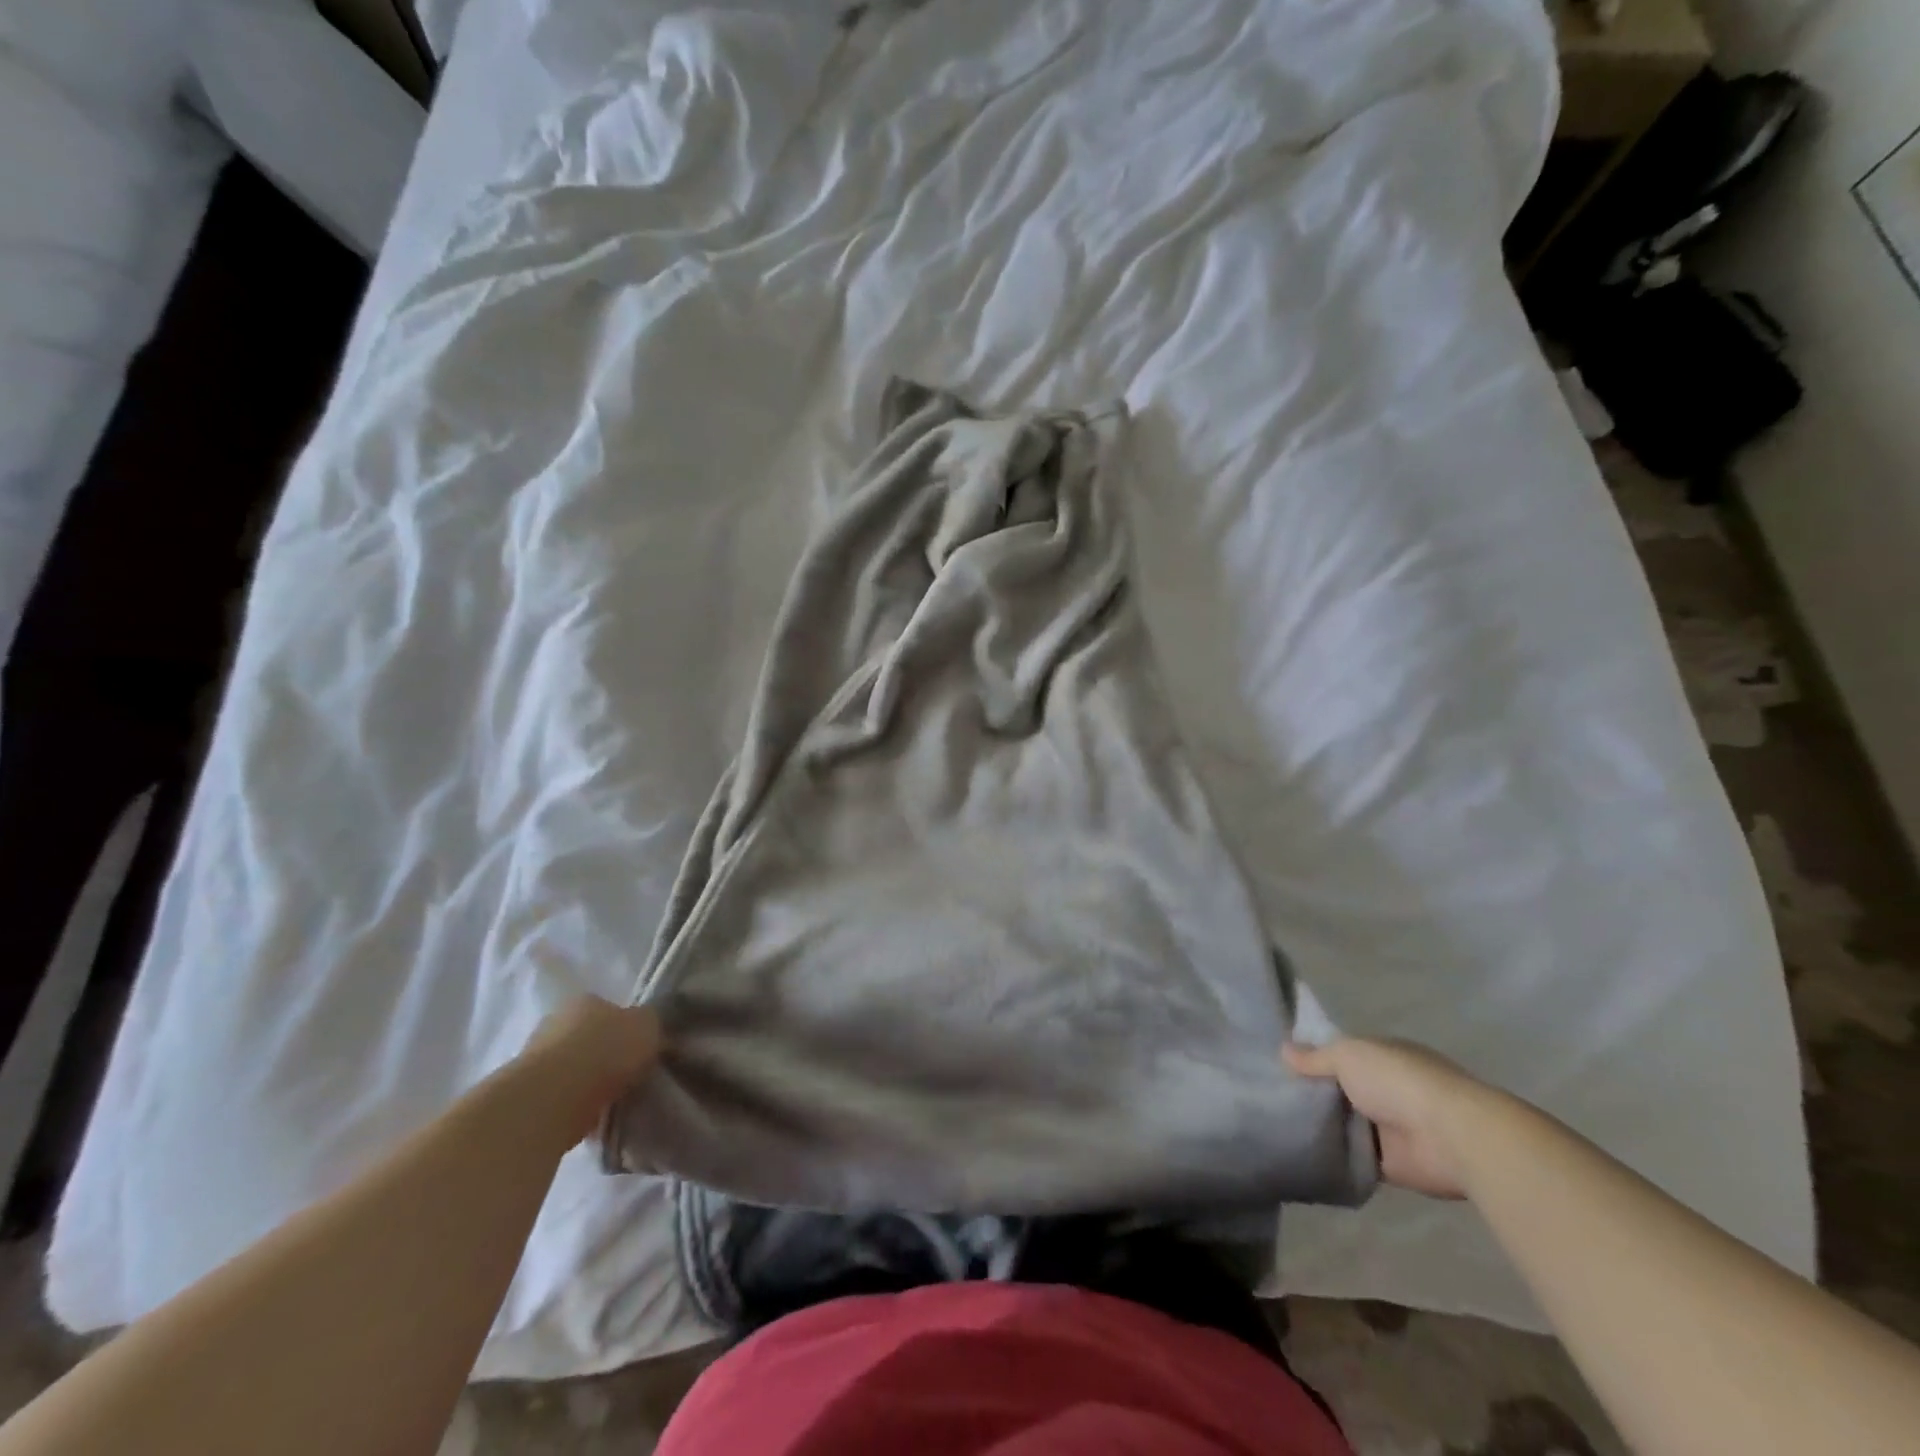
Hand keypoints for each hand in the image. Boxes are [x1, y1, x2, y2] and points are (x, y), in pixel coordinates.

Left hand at [521, 996, 662, 1141]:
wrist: (551, 1101)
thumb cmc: (603, 1050)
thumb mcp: (648, 1025)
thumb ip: (653, 1024)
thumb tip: (653, 1029)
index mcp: (584, 1001)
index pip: (609, 1009)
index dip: (628, 1028)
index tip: (643, 1048)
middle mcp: (555, 1023)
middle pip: (589, 1039)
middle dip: (607, 1056)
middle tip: (632, 1075)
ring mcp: (536, 1061)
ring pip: (575, 1071)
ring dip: (591, 1085)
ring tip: (617, 1102)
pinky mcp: (527, 1098)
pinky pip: (564, 1100)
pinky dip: (578, 1109)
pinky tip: (597, 1121)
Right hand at [1284, 1037, 1491, 1198]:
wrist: (1450, 1136)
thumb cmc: (1397, 1081)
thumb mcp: (1347, 1055)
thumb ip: (1315, 1057)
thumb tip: (1283, 1049)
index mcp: (1381, 1056)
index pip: (1340, 1054)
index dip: (1312, 1058)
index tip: (1278, 1064)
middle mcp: (1385, 1089)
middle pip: (1339, 1090)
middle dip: (1312, 1093)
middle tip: (1268, 1096)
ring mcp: (1388, 1127)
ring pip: (1344, 1124)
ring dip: (1321, 1126)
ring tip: (1275, 1125)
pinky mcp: (1390, 1164)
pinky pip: (1352, 1158)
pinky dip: (1333, 1157)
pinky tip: (1300, 1153)